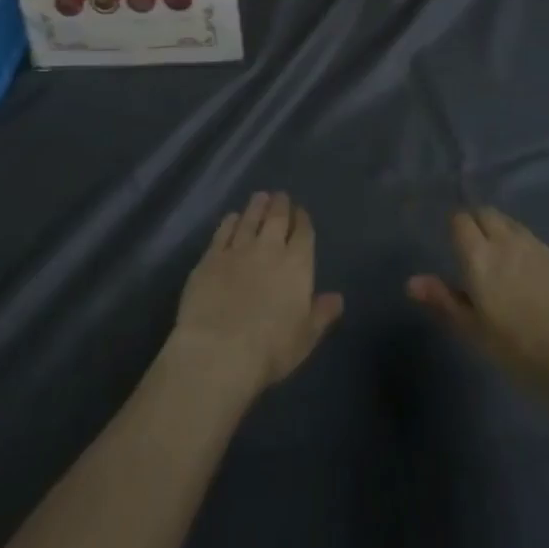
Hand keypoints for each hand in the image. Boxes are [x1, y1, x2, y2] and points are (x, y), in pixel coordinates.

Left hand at [168, 191, 343, 403]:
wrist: (218, 351)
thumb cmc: (270, 349)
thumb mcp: (305, 337)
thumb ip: (322, 313)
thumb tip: (338, 298)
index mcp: (297, 264)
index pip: (303, 233)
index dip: (303, 220)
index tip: (301, 212)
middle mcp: (269, 248)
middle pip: (277, 218)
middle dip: (280, 205)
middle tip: (280, 196)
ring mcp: (237, 249)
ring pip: (250, 219)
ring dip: (256, 206)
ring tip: (260, 197)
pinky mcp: (210, 257)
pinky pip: (223, 232)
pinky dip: (230, 221)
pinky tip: (232, 217)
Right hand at [408, 208, 548, 400]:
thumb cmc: (518, 348)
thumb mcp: (474, 331)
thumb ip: (444, 301)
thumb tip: (412, 282)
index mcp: (478, 254)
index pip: (460, 220)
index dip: (456, 229)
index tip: (455, 247)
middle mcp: (506, 240)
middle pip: (487, 213)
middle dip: (479, 223)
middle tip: (477, 252)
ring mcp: (538, 246)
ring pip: (512, 225)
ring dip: (503, 234)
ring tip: (504, 264)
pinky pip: (536, 243)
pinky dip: (528, 251)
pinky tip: (533, 279)